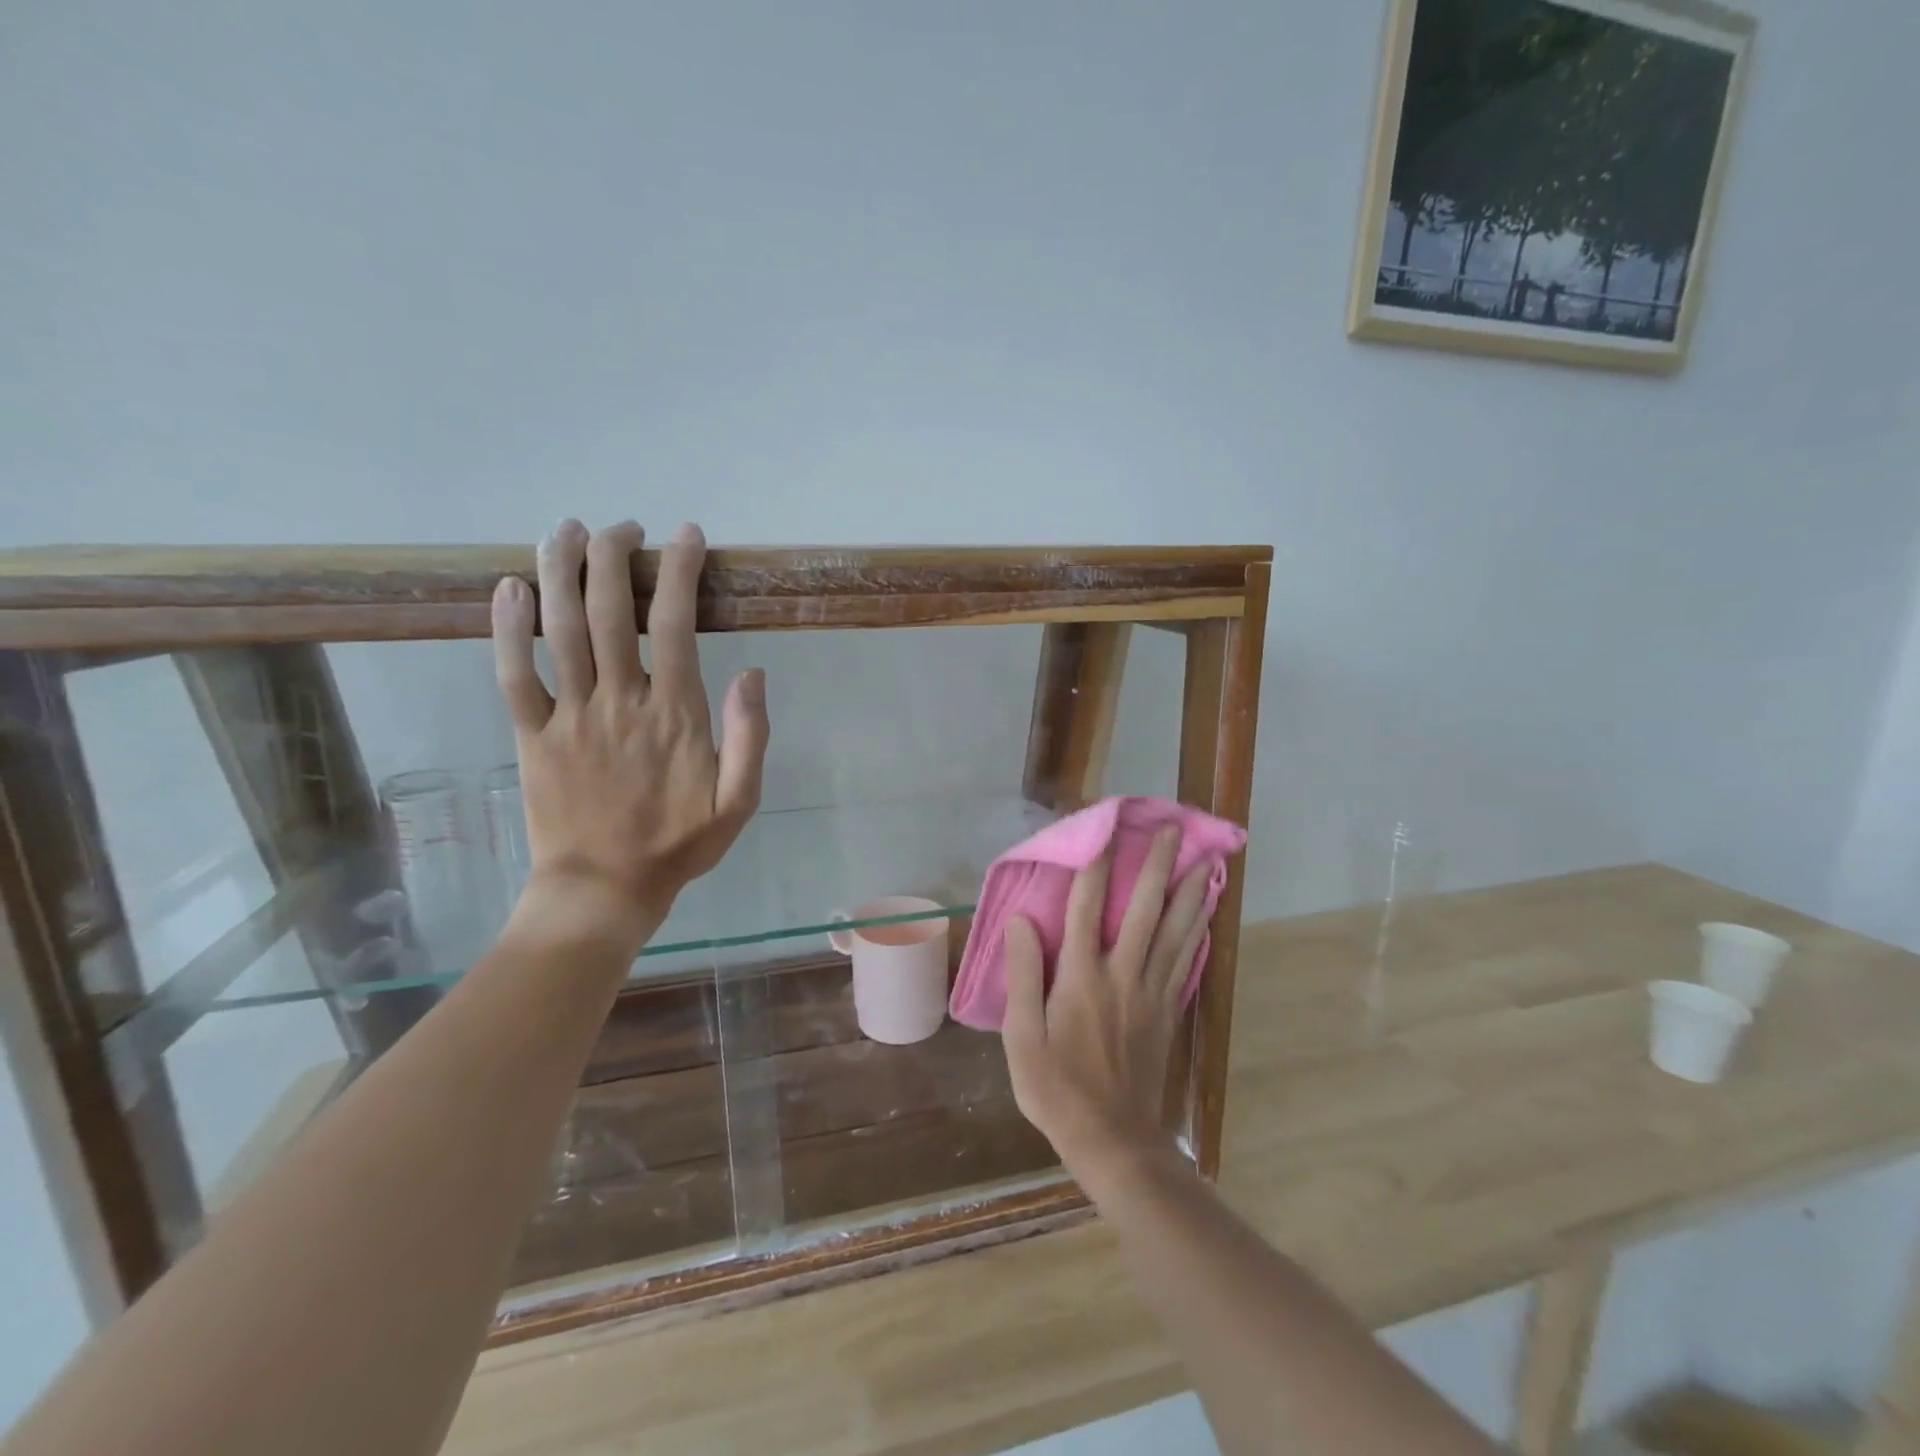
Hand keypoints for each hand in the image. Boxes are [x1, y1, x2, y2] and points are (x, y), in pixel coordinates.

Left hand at [491, 519, 769, 945]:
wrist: (604, 890)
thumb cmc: (678, 845)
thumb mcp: (739, 801)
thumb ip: (751, 737)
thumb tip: (753, 674)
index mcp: (675, 714)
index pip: (676, 624)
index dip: (680, 572)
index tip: (686, 537)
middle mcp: (620, 701)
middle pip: (611, 611)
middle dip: (615, 556)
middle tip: (622, 526)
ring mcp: (571, 716)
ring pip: (561, 630)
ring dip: (560, 573)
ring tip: (564, 531)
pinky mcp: (533, 735)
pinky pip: (513, 674)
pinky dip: (507, 629)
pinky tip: (508, 589)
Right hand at [1001, 825, 1212, 1178]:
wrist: (1111, 1139)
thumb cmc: (1056, 1087)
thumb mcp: (1021, 1036)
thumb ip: (1022, 975)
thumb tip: (1023, 920)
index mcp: (1081, 977)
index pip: (1087, 907)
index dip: (1096, 864)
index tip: (1105, 829)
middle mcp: (1122, 975)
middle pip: (1145, 910)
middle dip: (1160, 866)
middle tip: (1175, 831)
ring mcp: (1151, 993)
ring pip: (1176, 932)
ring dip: (1191, 893)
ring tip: (1206, 861)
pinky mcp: (1168, 1012)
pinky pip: (1187, 963)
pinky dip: (1198, 934)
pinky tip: (1207, 917)